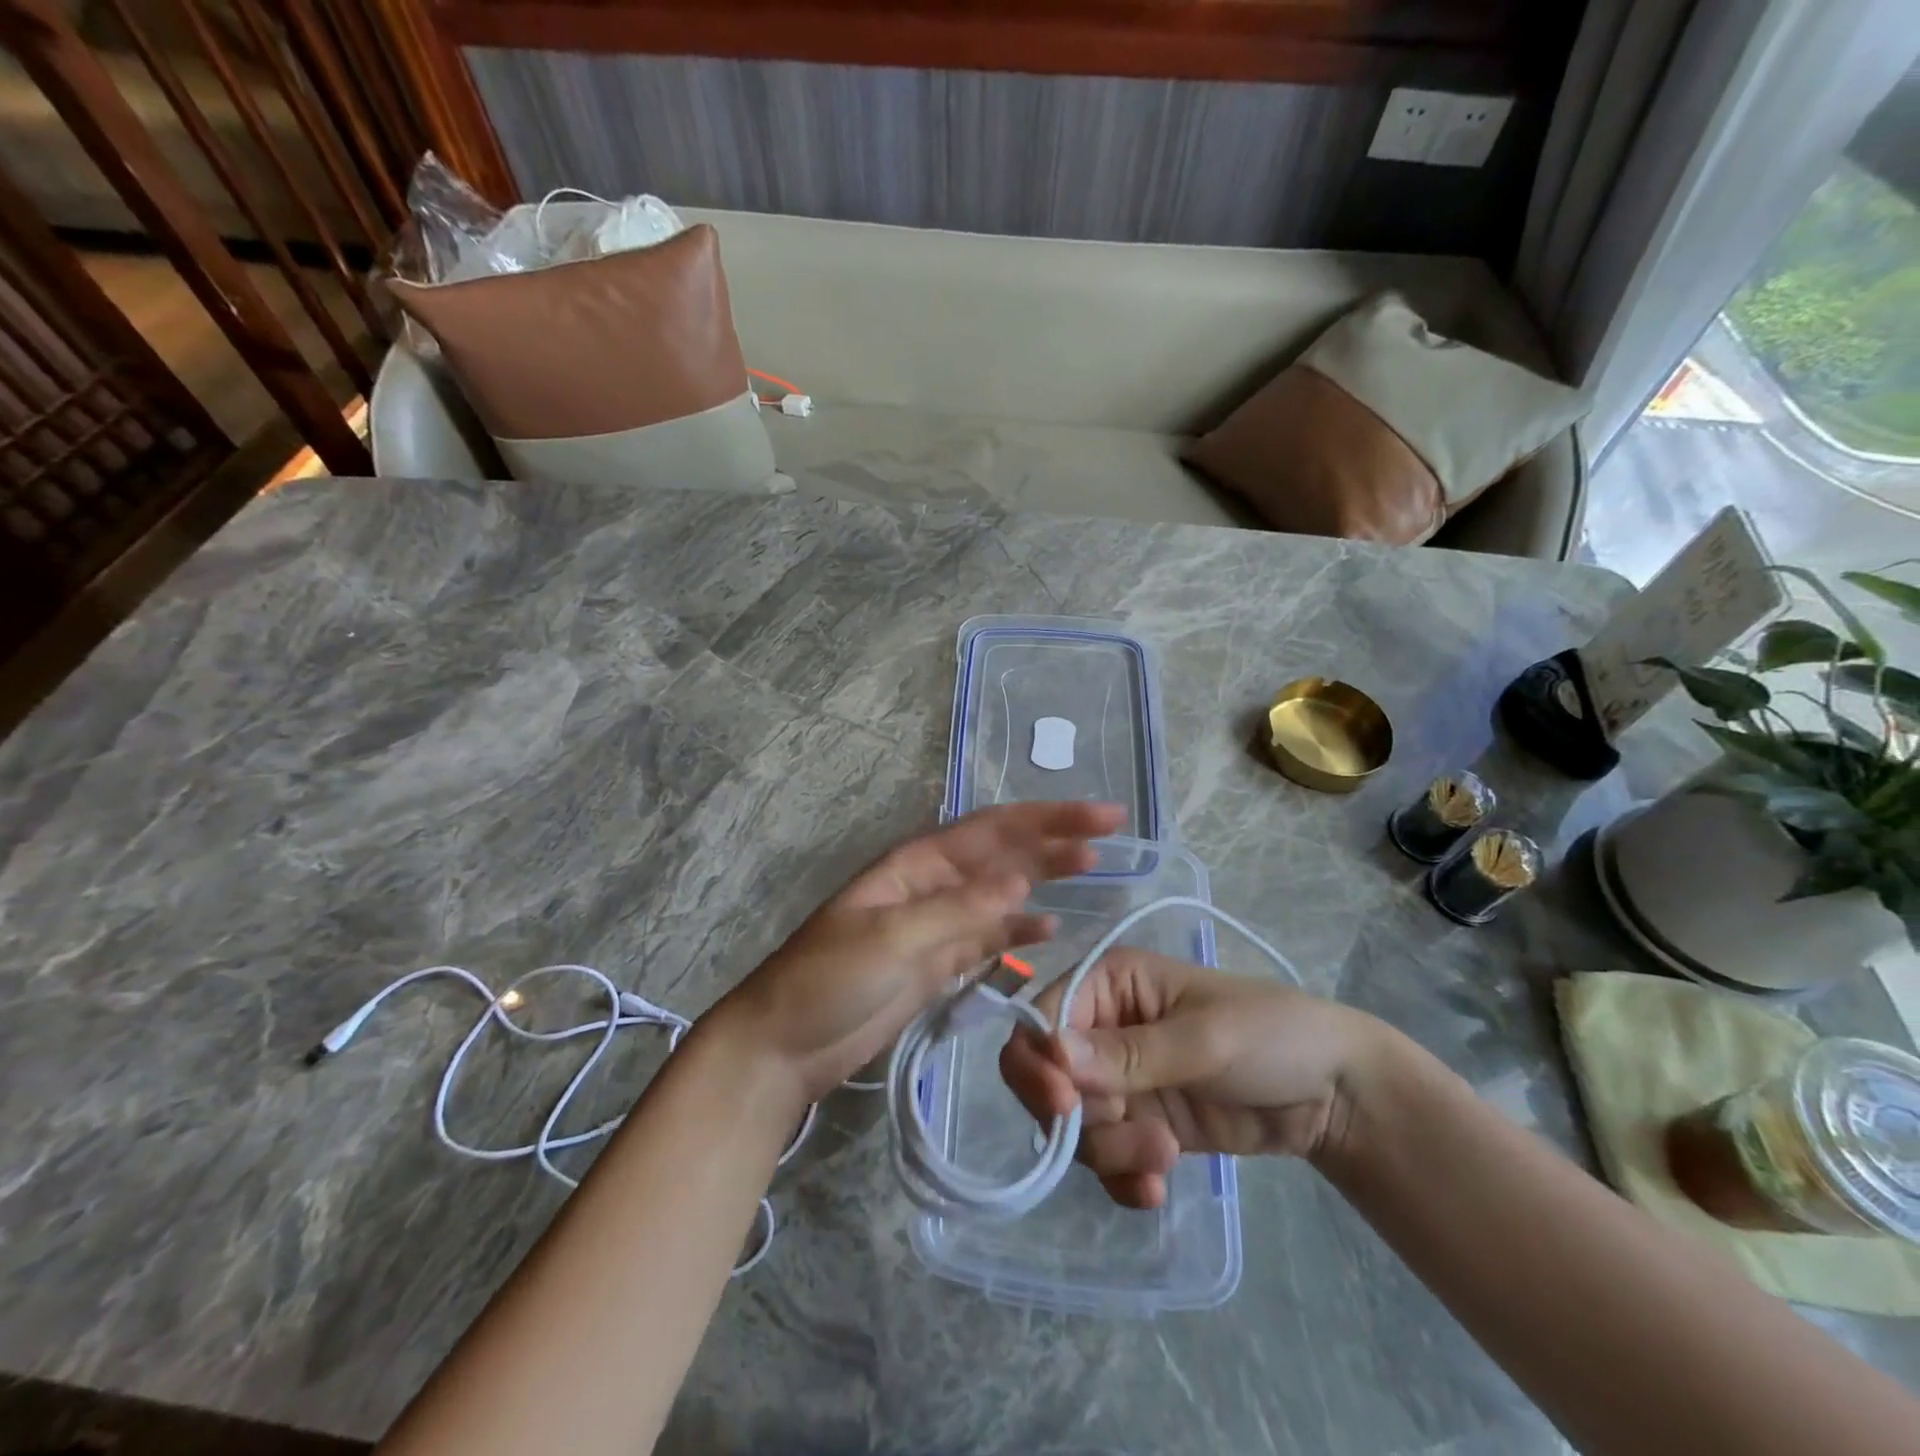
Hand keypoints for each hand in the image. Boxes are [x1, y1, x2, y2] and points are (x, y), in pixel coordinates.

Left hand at [712, 801, 1127, 1103]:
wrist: (784, 1045)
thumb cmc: (827, 980)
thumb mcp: (890, 938)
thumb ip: (957, 911)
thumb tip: (1022, 881)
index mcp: (917, 863)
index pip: (993, 829)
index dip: (1048, 818)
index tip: (1101, 816)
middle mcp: (931, 884)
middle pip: (1003, 853)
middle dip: (1054, 839)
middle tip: (1111, 833)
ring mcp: (936, 925)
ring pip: (1001, 893)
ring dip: (1043, 879)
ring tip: (1091, 870)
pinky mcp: (937, 964)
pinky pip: (988, 939)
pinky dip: (1018, 933)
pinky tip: (1049, 931)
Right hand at [999, 948, 1384, 1208]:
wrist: (1334, 1095)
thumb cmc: (1271, 1035)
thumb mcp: (1203, 1040)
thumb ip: (1128, 1053)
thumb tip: (1052, 1052)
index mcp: (1109, 983)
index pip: (1043, 1018)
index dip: (1039, 1061)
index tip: (1063, 1106)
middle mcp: (1102, 1028)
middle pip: (1048, 1078)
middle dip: (1081, 1118)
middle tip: (1137, 1140)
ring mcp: (1120, 1080)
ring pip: (1075, 1126)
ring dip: (1112, 1152)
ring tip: (1165, 1156)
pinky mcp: (1139, 1124)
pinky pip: (1105, 1158)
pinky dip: (1123, 1178)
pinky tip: (1157, 1187)